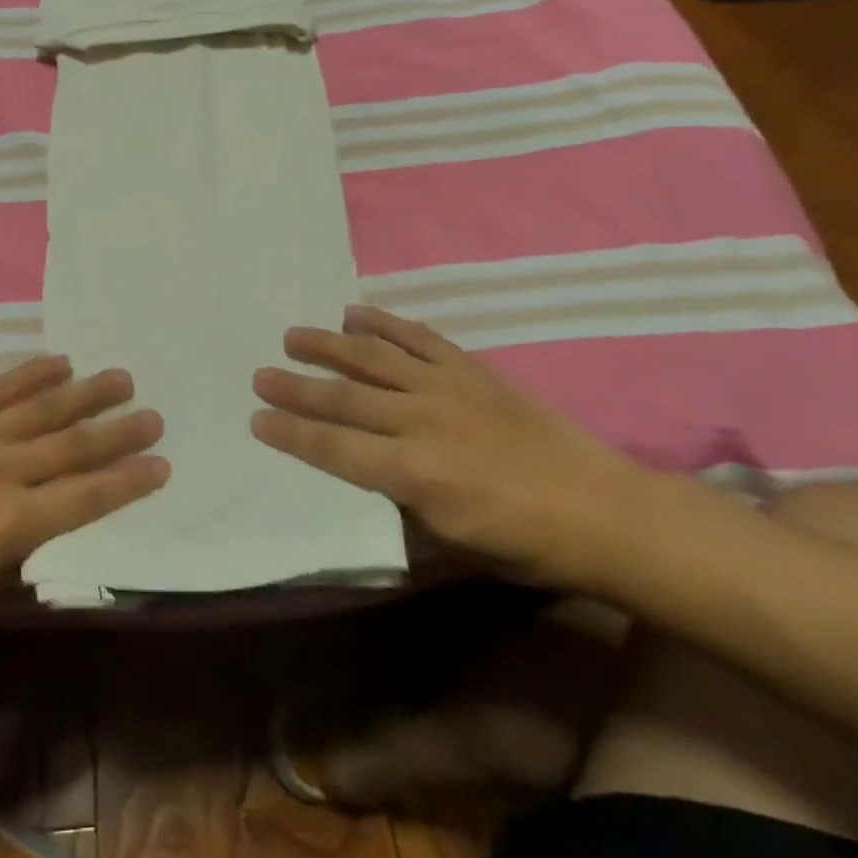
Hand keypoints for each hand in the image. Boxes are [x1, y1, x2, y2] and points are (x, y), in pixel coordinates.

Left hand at [0, 356, 167, 641]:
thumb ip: (20, 550)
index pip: (86, 498)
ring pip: (42, 408)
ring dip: (86, 392)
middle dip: (119, 432)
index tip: (162, 465)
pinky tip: (58, 361)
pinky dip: (31, 372)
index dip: (128, 482)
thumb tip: (56, 521)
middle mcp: (0, 471)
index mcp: (8, 524)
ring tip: (121, 377)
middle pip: (73, 445)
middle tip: (155, 414)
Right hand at [251, 305, 646, 588]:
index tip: (256, 418)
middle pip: (344, 398)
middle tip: (260, 373)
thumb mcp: (449, 544)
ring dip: (329, 346)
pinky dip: (384, 322)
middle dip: (296, 386)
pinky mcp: (470, 369)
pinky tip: (356, 313)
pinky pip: (418, 337)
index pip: (334, 448)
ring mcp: (446, 387)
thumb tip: (360, 478)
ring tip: (294, 336)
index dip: (291, 433)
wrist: (601, 509)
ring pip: (373, 358)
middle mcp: (421, 421)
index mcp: (413, 473)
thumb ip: (396, 505)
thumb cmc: (523, 544)